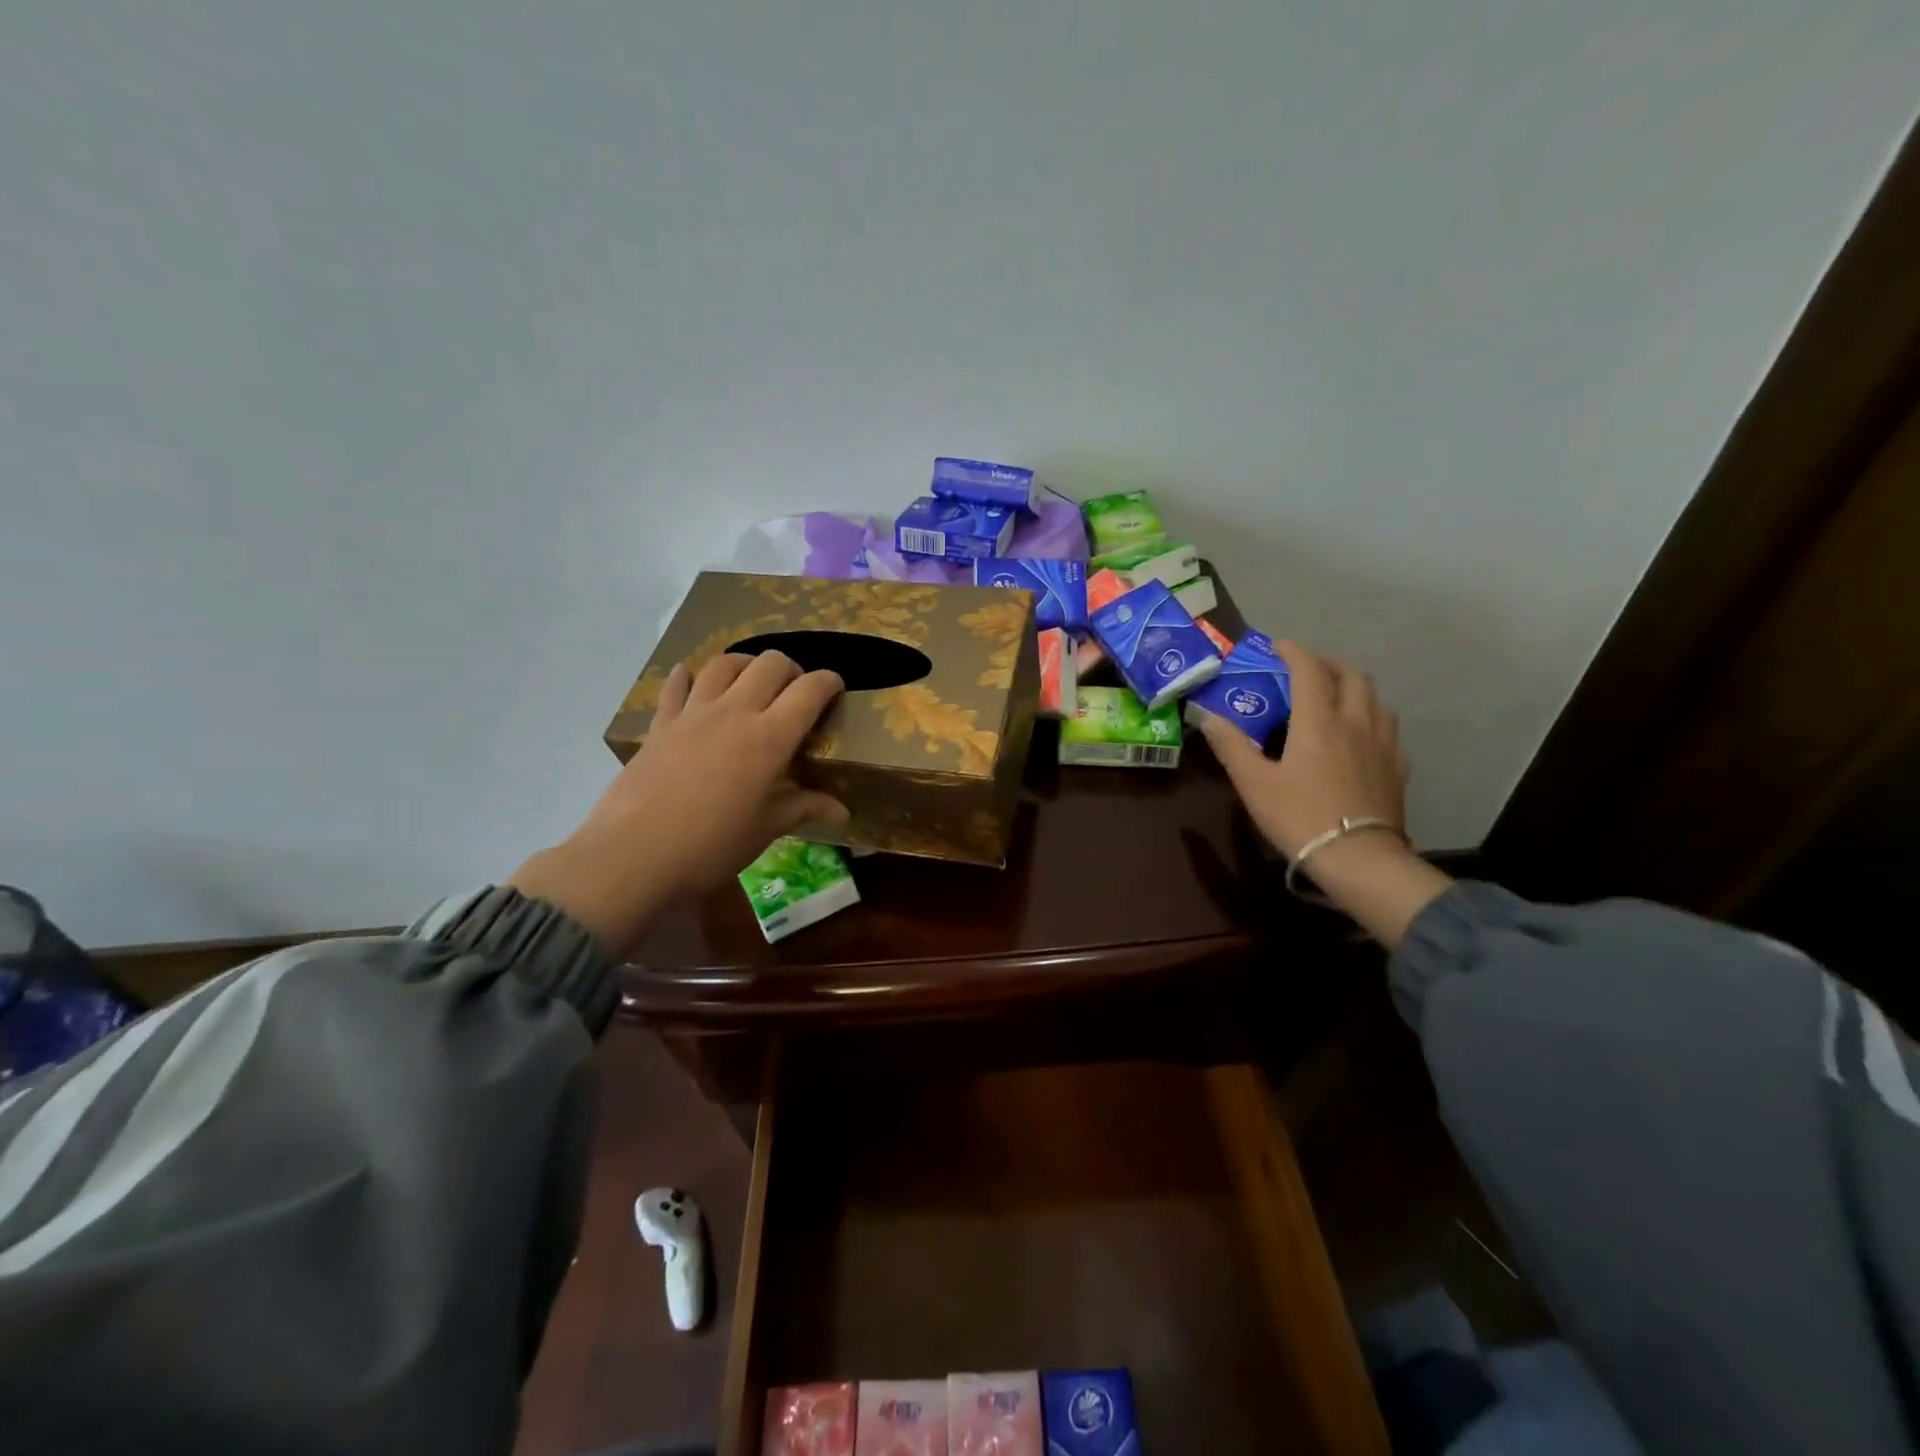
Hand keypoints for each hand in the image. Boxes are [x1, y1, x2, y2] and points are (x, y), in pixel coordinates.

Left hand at [509, 652, 847, 953]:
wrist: (634, 855)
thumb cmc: (712, 845)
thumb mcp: (767, 828)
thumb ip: (805, 808)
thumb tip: (843, 812)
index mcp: (770, 737)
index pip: (810, 690)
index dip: (829, 683)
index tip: (836, 689)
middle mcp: (735, 712)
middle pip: (771, 664)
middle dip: (792, 669)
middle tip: (795, 692)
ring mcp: (694, 713)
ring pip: (725, 664)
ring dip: (746, 665)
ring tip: (751, 683)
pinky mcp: (661, 724)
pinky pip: (676, 686)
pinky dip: (688, 676)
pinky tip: (692, 679)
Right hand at [1199, 639, 1406, 857]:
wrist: (1358, 858)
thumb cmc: (1300, 816)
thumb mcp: (1254, 783)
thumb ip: (1231, 746)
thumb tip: (1207, 716)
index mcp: (1319, 721)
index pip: (1309, 671)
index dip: (1294, 652)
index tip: (1279, 646)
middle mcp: (1355, 723)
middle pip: (1352, 677)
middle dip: (1330, 664)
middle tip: (1309, 670)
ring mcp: (1382, 745)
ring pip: (1376, 700)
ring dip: (1355, 688)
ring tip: (1337, 697)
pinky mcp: (1397, 769)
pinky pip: (1388, 729)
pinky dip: (1372, 718)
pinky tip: (1361, 736)